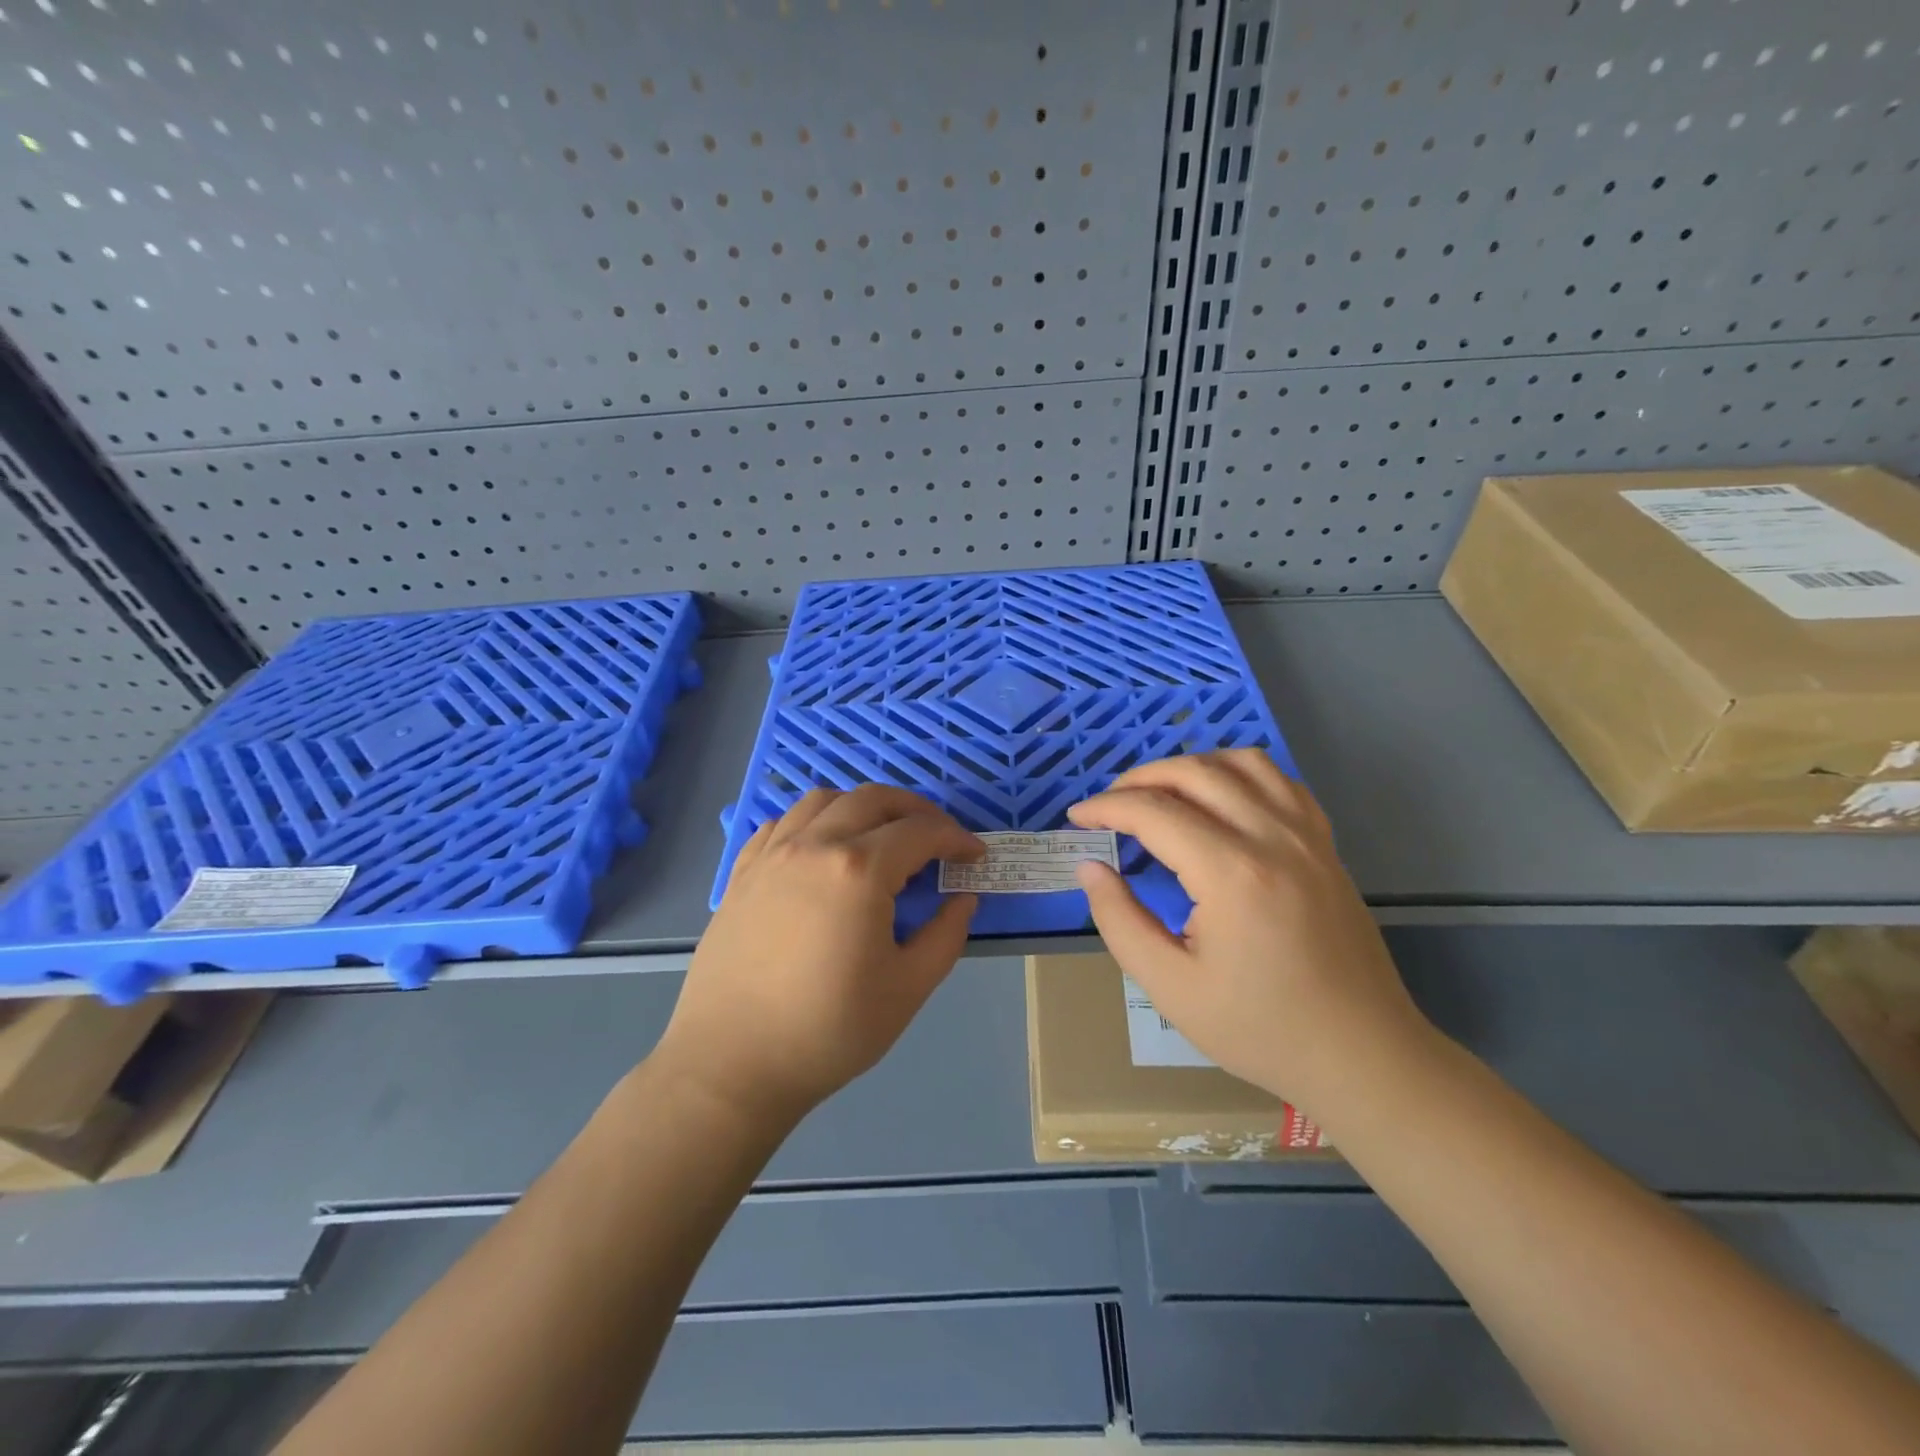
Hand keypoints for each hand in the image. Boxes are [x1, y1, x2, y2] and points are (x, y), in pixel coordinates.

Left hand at [658, 786, 983, 1122]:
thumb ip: (946, 935)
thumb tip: (962, 899)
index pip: (920, 832)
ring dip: (863, 806)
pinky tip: (823, 850)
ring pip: (824, 800)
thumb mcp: (908, 989)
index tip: (974, 855)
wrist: (732, 1063)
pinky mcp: (743, 872)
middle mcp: (814, 845)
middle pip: (873, 799)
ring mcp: (772, 854)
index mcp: (859, 870)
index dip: (956, 838)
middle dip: (916, 809)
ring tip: (881, 835)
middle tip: (937, 837)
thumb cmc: (829, 1030)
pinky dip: (814, 821)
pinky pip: (782, 822)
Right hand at [1068, 750, 1431, 1113]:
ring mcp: (1307, 836)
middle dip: (1139, 779)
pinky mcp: (1326, 845)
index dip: (1106, 808)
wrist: (1363, 1055)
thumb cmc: (1261, 1029)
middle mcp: (1271, 837)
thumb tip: (1091, 868)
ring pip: (1241, 762)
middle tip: (1108, 805)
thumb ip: (1120, 921)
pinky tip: (1221, 797)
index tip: (1077, 818)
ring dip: (1190, 766)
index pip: (1154, 812)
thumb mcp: (1171, 987)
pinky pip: (1280, 781)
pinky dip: (1240, 773)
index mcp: (1231, 874)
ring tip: (1160, 792)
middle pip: (1194, 773)